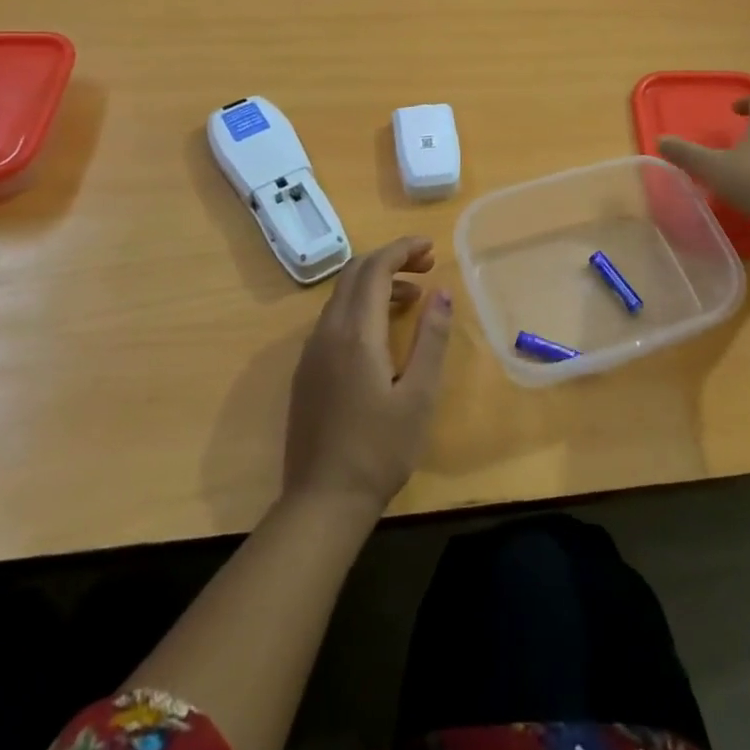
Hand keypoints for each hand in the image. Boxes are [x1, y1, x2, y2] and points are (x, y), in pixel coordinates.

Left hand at [282, 236, 452, 516]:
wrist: (322, 502)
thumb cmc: (380, 449)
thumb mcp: (419, 395)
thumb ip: (431, 339)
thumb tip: (442, 292)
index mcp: (355, 332)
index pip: (375, 268)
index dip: (403, 249)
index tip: (431, 248)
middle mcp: (328, 331)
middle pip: (355, 273)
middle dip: (390, 259)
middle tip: (426, 266)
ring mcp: (312, 350)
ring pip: (342, 294)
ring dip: (376, 282)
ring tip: (414, 297)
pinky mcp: (307, 369)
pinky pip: (334, 317)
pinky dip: (361, 305)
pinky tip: (383, 330)